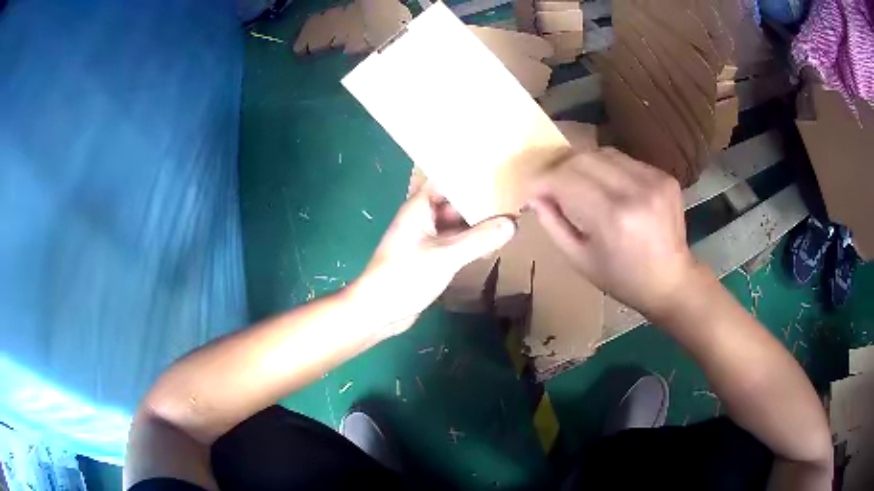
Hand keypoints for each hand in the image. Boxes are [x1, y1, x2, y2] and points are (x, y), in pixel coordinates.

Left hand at [348, 184, 515, 335]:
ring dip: (477, 221)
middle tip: (513, 194)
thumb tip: (514, 222)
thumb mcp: (446, 256)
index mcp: (420, 206)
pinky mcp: (430, 256)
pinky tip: (493, 241)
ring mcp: (426, 237)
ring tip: (511, 214)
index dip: (469, 172)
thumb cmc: (405, 275)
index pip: (447, 178)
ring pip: (456, 222)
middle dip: (480, 198)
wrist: (379, 311)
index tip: (498, 169)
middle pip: (455, 200)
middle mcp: (423, 217)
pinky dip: (471, 240)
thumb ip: (480, 238)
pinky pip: (454, 241)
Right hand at [530, 148, 695, 319]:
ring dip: (584, 164)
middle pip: (582, 158)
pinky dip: (608, 169)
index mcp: (612, 218)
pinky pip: (625, 160)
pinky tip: (610, 188)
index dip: (542, 180)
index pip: (564, 179)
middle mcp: (634, 190)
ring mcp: (653, 179)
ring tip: (580, 184)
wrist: (671, 281)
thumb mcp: (579, 260)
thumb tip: (534, 195)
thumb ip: (553, 224)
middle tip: (552, 184)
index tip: (531, 189)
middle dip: (560, 168)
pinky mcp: (664, 176)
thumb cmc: (622, 279)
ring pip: (603, 152)